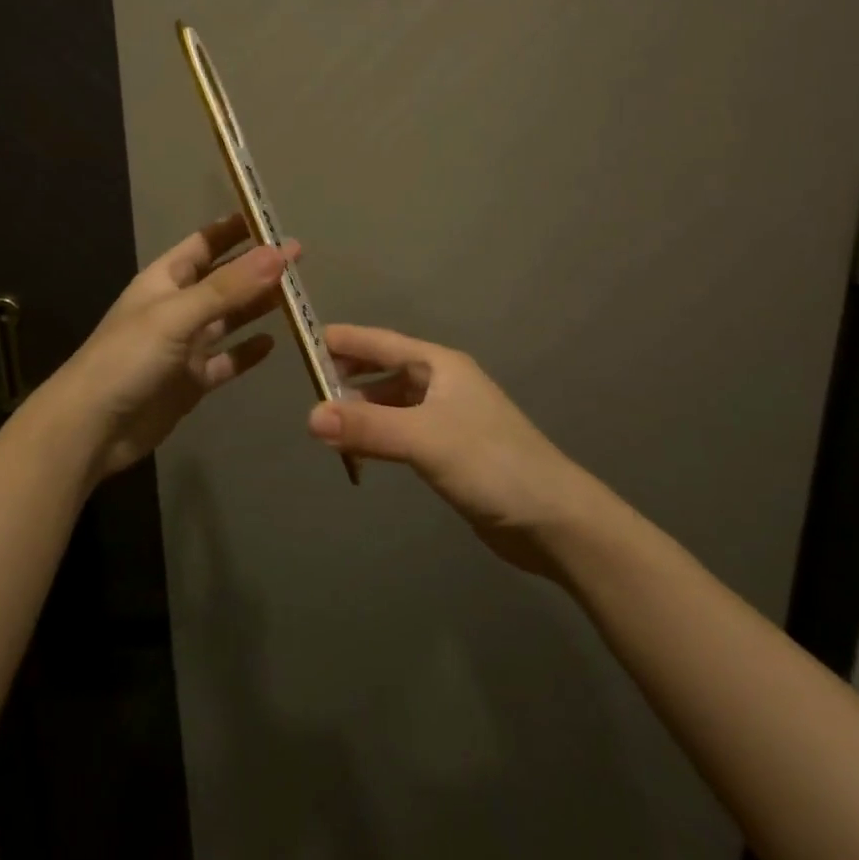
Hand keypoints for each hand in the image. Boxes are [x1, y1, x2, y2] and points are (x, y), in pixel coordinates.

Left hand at [56, 214, 293, 482]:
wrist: (92, 427)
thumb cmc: (128, 358)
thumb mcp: (177, 315)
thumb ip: (228, 287)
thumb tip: (278, 254)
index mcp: (164, 281)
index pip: (204, 244)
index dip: (233, 230)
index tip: (269, 218)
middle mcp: (177, 308)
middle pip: (223, 280)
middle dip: (256, 268)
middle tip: (298, 256)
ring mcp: (185, 346)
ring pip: (228, 319)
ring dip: (257, 306)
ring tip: (296, 295)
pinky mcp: (192, 381)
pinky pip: (226, 361)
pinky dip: (247, 352)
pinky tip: (273, 343)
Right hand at [309, 326, 599, 576]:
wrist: (554, 520)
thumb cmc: (491, 463)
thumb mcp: (425, 439)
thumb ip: (368, 428)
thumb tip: (309, 418)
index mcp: (440, 365)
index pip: (381, 342)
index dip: (344, 340)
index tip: (304, 339)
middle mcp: (442, 383)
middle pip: (385, 369)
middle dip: (348, 375)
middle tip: (307, 386)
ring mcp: (447, 417)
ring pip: (392, 401)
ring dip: (361, 408)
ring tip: (326, 422)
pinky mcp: (450, 449)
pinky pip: (402, 430)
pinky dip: (377, 434)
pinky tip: (359, 449)